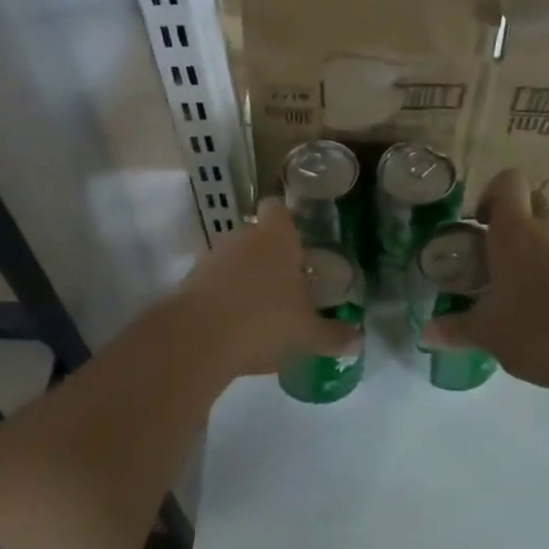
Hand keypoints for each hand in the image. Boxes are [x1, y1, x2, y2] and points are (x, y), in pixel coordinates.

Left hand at [170, 197, 360, 378]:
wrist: (198, 339)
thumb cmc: (265, 320)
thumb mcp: (307, 333)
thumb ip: (333, 334)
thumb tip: (357, 340)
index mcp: (276, 238)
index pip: (277, 208)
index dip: (285, 220)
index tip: (298, 242)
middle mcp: (243, 238)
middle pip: (256, 236)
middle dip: (270, 257)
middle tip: (288, 286)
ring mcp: (213, 257)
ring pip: (234, 259)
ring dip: (246, 278)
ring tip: (263, 311)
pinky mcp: (190, 281)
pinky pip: (215, 282)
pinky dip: (225, 297)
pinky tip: (237, 326)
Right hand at [423, 170, 548, 393]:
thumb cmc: (539, 329)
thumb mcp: (488, 333)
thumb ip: (455, 329)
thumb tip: (425, 333)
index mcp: (515, 232)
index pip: (508, 182)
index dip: (489, 193)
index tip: (476, 223)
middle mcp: (545, 233)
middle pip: (528, 204)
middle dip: (505, 220)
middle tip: (483, 252)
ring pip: (543, 235)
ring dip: (522, 251)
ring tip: (499, 289)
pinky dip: (541, 274)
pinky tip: (528, 310)